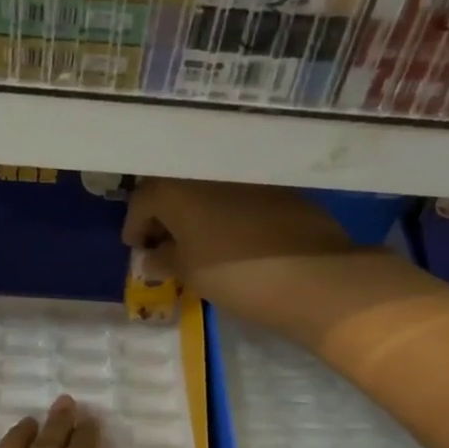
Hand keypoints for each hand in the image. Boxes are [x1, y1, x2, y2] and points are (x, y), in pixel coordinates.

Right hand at [122, 178, 393, 351]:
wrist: (313, 276)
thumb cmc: (236, 275)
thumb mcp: (190, 273)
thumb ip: (164, 260)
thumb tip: (151, 257)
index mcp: (176, 188)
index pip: (141, 201)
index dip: (135, 227)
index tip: (138, 249)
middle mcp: (206, 171)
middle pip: (173, 188)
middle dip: (164, 214)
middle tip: (163, 243)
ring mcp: (244, 174)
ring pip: (206, 189)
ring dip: (195, 211)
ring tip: (196, 241)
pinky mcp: (275, 185)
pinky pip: (236, 193)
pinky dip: (225, 210)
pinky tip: (230, 236)